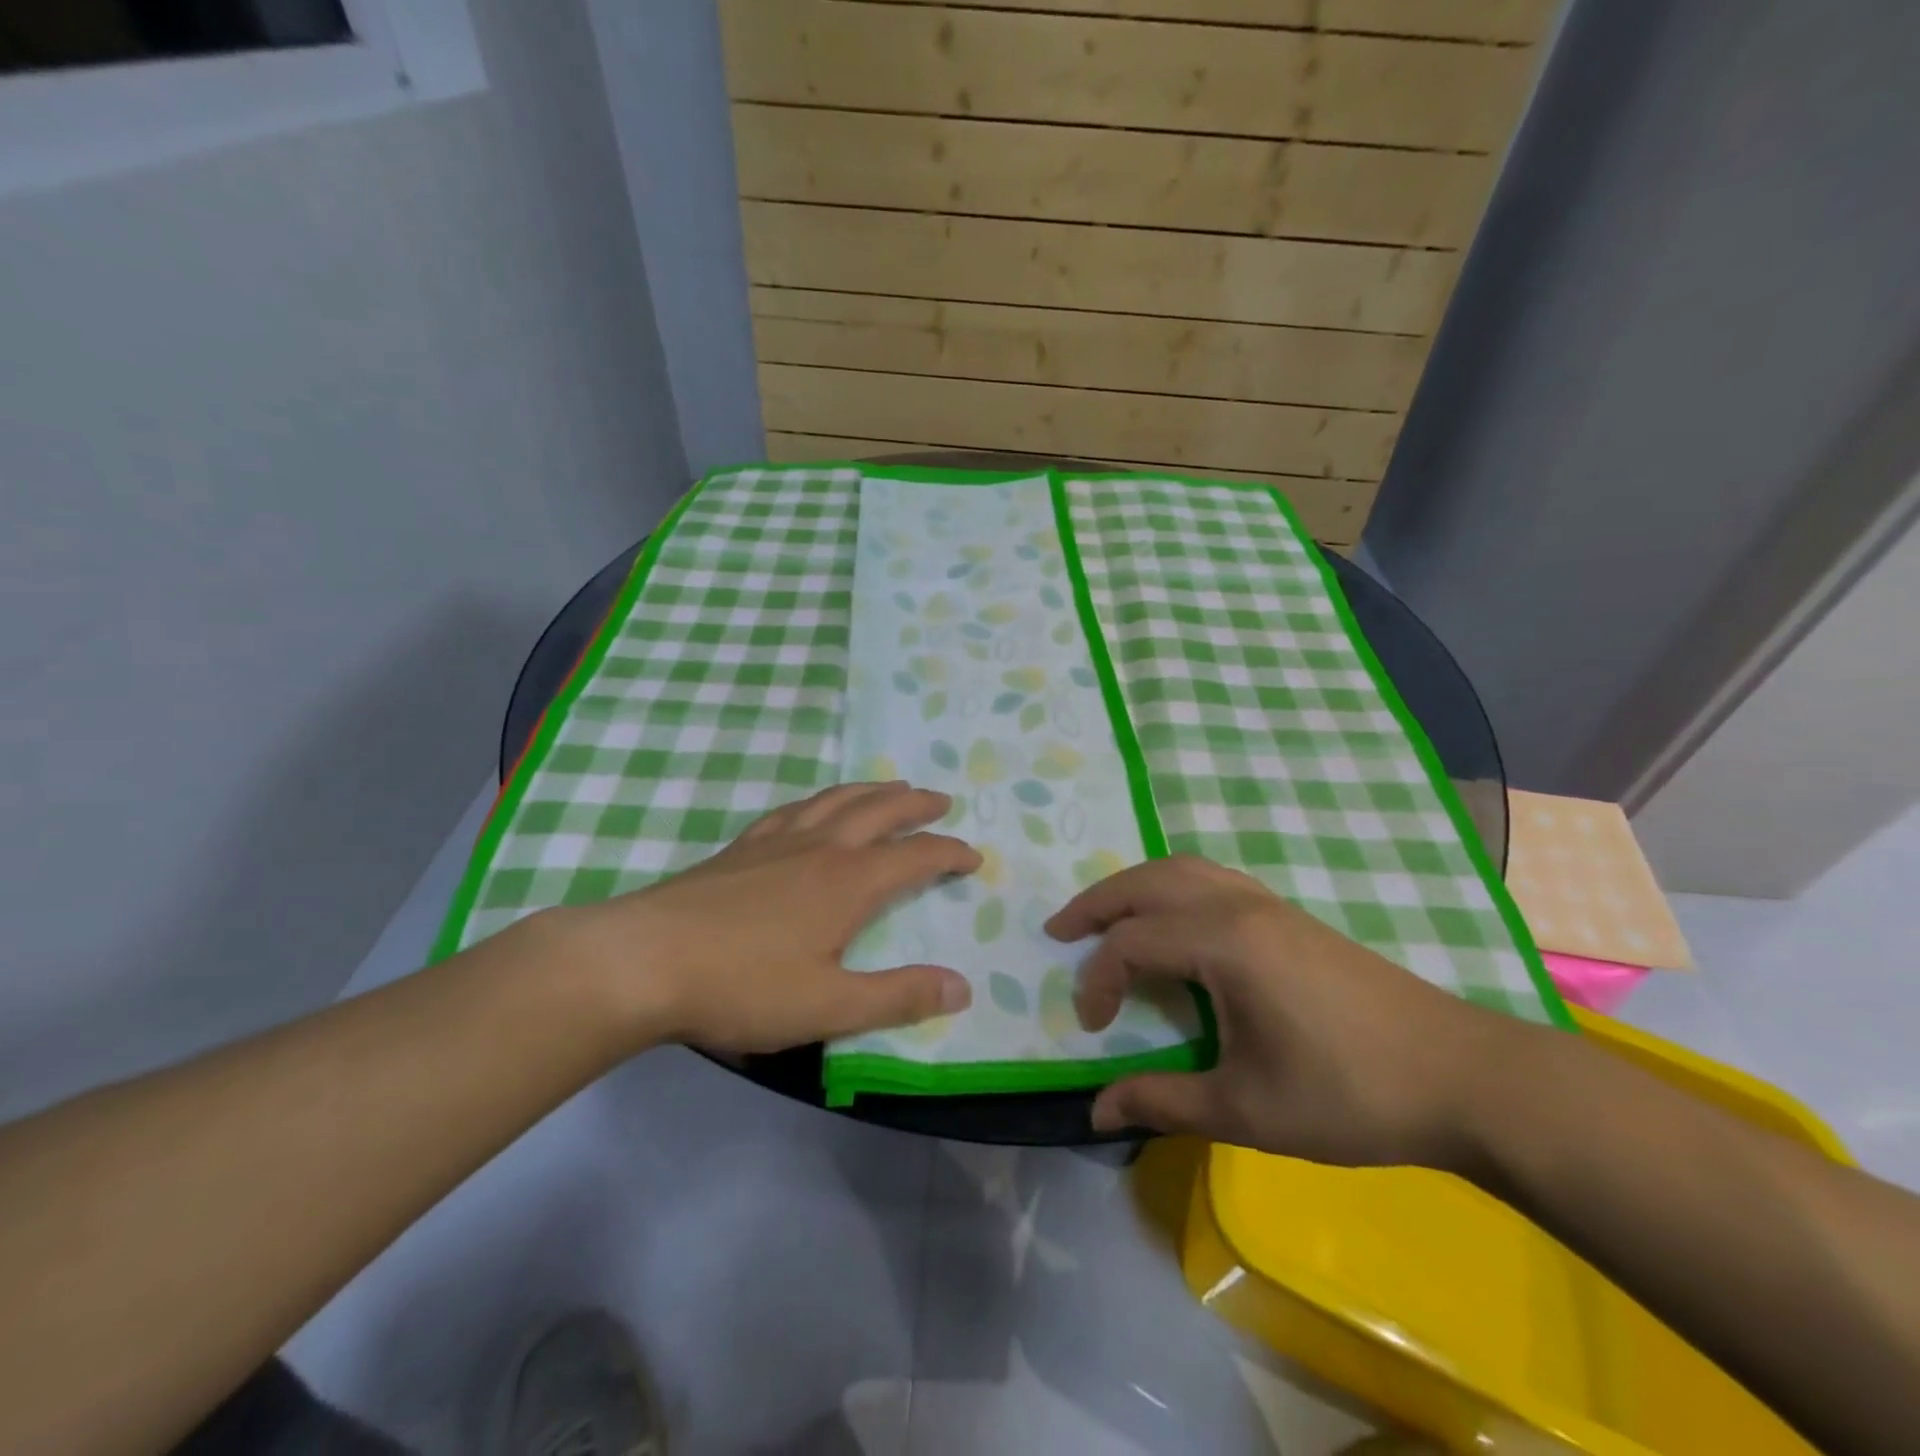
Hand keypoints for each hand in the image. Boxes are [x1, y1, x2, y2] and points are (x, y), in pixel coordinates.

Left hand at [556, 782, 978, 1054]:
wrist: (643, 960)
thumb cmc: (742, 986)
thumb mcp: (829, 1005)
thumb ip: (898, 996)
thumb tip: (962, 986)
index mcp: (850, 882)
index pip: (916, 857)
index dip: (950, 853)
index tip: (973, 857)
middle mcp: (821, 848)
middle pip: (880, 811)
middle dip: (916, 805)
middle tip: (941, 801)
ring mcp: (777, 841)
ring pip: (837, 800)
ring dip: (872, 791)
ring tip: (892, 786)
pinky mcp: (741, 847)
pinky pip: (793, 809)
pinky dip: (819, 800)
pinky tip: (814, 806)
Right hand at [1047, 856, 1528, 1171]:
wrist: (1462, 1077)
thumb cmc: (1349, 1095)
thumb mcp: (1246, 1109)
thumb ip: (1162, 1102)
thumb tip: (1094, 1111)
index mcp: (1225, 942)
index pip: (1133, 943)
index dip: (1099, 981)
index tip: (1091, 1026)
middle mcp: (1239, 905)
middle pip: (1148, 882)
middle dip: (1096, 903)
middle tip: (1058, 931)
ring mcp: (1268, 902)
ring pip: (1181, 869)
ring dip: (1134, 887)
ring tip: (1104, 917)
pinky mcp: (1288, 914)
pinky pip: (1210, 878)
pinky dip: (1171, 887)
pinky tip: (1171, 921)